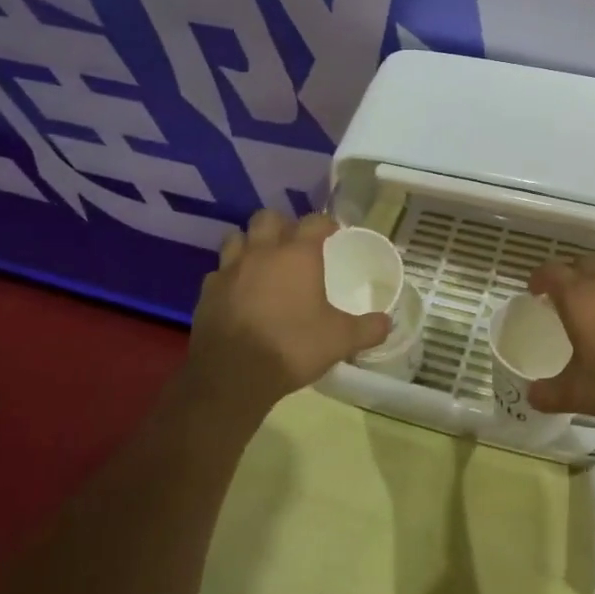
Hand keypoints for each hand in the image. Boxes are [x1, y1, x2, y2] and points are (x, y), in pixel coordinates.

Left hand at [188, 211, 391, 418]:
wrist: (232, 376)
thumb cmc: (292, 347)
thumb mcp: (340, 340)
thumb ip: (367, 328)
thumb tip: (387, 324)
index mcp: (297, 255)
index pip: (314, 221)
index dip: (325, 223)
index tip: (333, 233)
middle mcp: (262, 252)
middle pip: (268, 218)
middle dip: (282, 224)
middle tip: (293, 243)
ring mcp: (230, 270)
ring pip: (237, 238)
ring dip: (250, 243)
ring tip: (262, 261)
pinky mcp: (207, 292)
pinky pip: (219, 272)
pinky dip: (230, 275)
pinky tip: (238, 292)